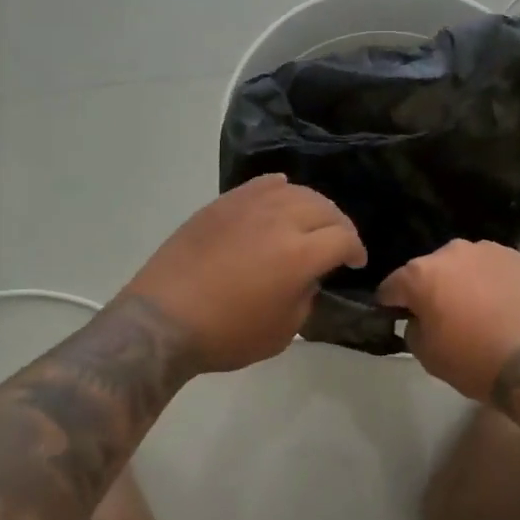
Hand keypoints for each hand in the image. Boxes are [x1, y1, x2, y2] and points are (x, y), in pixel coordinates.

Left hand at [122, 175, 365, 374]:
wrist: (164, 319)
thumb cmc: (226, 334)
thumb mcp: (283, 332)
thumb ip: (306, 297)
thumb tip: (308, 276)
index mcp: (299, 254)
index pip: (343, 238)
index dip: (355, 250)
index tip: (354, 263)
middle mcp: (279, 219)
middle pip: (324, 207)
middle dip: (338, 225)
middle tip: (337, 242)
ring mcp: (248, 206)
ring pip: (294, 191)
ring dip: (311, 206)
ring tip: (309, 222)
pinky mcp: (222, 204)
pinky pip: (260, 185)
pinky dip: (279, 189)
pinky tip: (280, 197)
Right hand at [378, 240, 519, 400]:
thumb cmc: (475, 360)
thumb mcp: (427, 356)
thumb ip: (413, 328)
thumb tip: (419, 319)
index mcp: (420, 274)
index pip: (391, 286)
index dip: (390, 304)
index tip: (396, 318)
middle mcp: (451, 251)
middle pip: (429, 270)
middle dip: (430, 289)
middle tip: (443, 316)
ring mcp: (488, 250)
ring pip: (463, 265)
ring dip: (463, 282)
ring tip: (478, 310)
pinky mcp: (519, 257)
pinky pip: (492, 268)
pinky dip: (491, 282)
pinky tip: (502, 305)